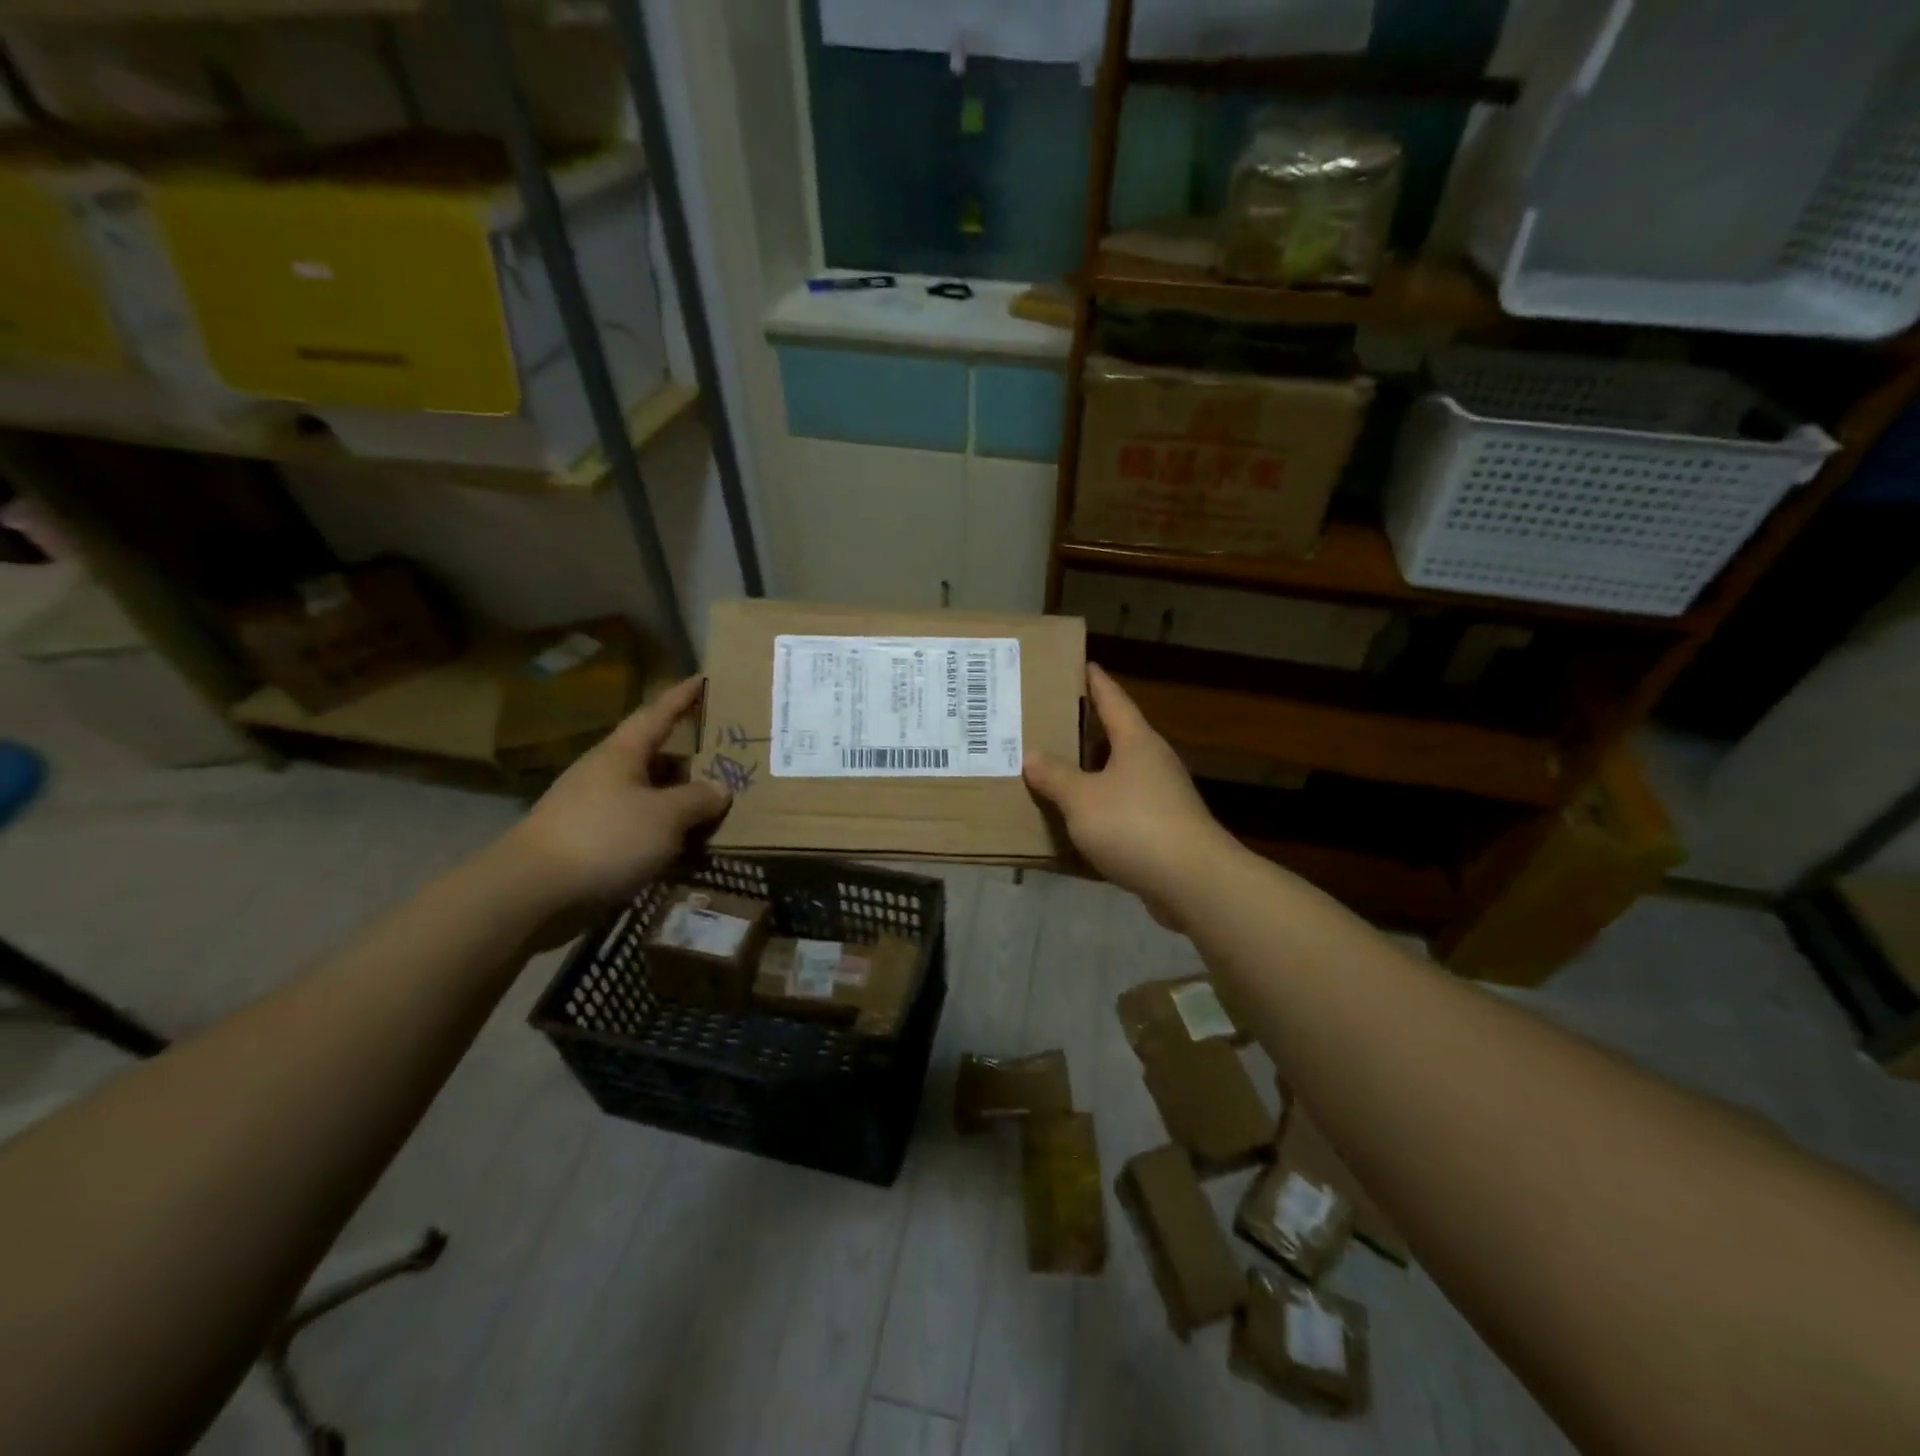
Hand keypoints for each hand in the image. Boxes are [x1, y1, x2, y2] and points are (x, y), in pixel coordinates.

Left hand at [502, 677, 729, 917]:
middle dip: (690, 763)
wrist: (531, 892)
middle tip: (727, 766)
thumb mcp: (665, 816)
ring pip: (648, 797)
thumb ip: (698, 799)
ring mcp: (594, 809)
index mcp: (622, 754)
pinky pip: (637, 828)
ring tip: (714, 815)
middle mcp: (606, 774)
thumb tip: (721, 788)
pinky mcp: (589, 843)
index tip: (703, 678)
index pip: (657, 714)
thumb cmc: (605, 838)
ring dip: (678, 803)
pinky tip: (684, 850)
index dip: (682, 697)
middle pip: (655, 759)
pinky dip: (663, 834)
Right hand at [1023, 664, 1238, 927]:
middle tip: (1050, 721)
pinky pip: (1122, 809)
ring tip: (1054, 771)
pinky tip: (1076, 820)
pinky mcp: (1162, 829)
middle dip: (1085, 730)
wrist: (1192, 881)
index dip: (1096, 682)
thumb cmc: (1134, 825)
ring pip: (1118, 775)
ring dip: (1090, 773)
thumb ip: (1055, 776)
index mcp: (1137, 742)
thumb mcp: (1082, 799)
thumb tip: (1032, 755)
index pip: (1113, 700)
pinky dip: (1099, 809)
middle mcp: (1153, 762)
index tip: (1082, 664)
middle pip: (1116, 737)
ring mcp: (1162, 797)